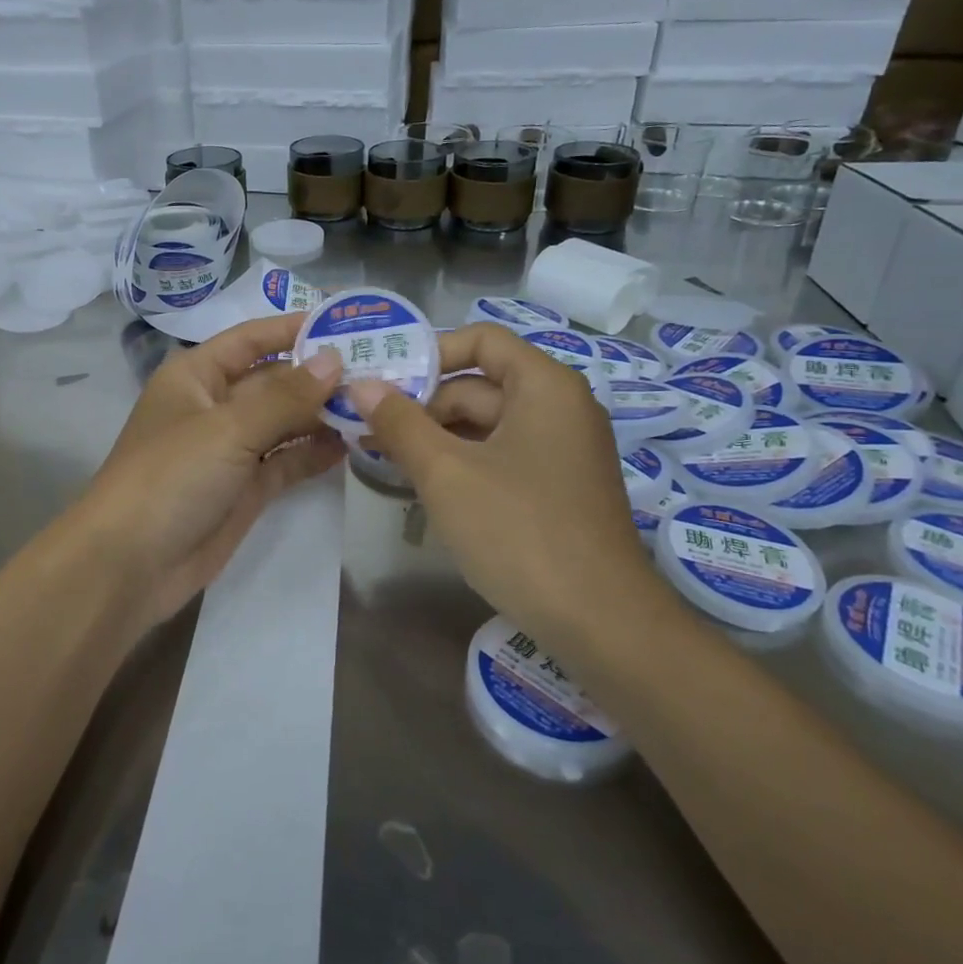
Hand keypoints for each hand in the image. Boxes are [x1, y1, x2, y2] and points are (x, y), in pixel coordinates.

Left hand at [70, 314, 345, 630]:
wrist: (129, 565)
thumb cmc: (171, 476)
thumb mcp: (227, 428)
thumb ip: (285, 396)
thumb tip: (334, 359)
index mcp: (197, 376)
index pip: (251, 339)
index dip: (294, 329)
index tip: (347, 322)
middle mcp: (214, 406)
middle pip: (274, 380)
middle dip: (319, 375)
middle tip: (380, 369)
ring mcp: (231, 450)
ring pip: (284, 422)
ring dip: (323, 414)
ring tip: (375, 405)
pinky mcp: (245, 489)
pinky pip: (286, 461)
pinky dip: (314, 452)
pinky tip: (352, 444)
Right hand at [346, 324, 662, 632]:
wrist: (601, 624)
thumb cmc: (520, 532)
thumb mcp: (446, 472)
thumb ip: (400, 422)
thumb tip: (361, 383)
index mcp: (545, 386)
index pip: (481, 339)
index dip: (429, 352)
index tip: (383, 379)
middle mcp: (560, 408)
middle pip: (480, 384)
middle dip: (423, 403)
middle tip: (367, 425)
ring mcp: (562, 451)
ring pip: (488, 425)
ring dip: (437, 436)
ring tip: (384, 455)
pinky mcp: (559, 489)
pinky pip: (502, 456)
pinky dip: (462, 462)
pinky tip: (424, 484)